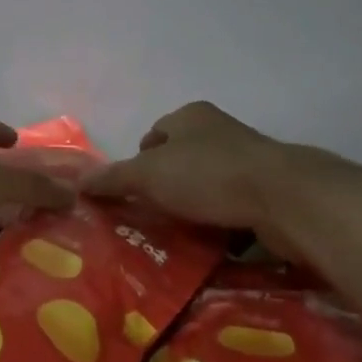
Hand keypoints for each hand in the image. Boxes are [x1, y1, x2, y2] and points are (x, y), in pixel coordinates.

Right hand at [82, 101, 361, 233]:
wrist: (285, 199)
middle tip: (149, 218)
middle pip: (182, 160)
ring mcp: (248, 161)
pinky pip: (234, 207)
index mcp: (190, 116)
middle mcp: (219, 131)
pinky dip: (221, 223)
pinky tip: (212, 245)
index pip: (155, 134)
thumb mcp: (149, 175)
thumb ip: (114, 179)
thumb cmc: (208, 174)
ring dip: (195, 207)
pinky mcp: (269, 192)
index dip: (139, 162)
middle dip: (167, 187)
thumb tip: (77, 181)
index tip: (131, 193)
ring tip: (177, 237)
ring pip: (208, 185)